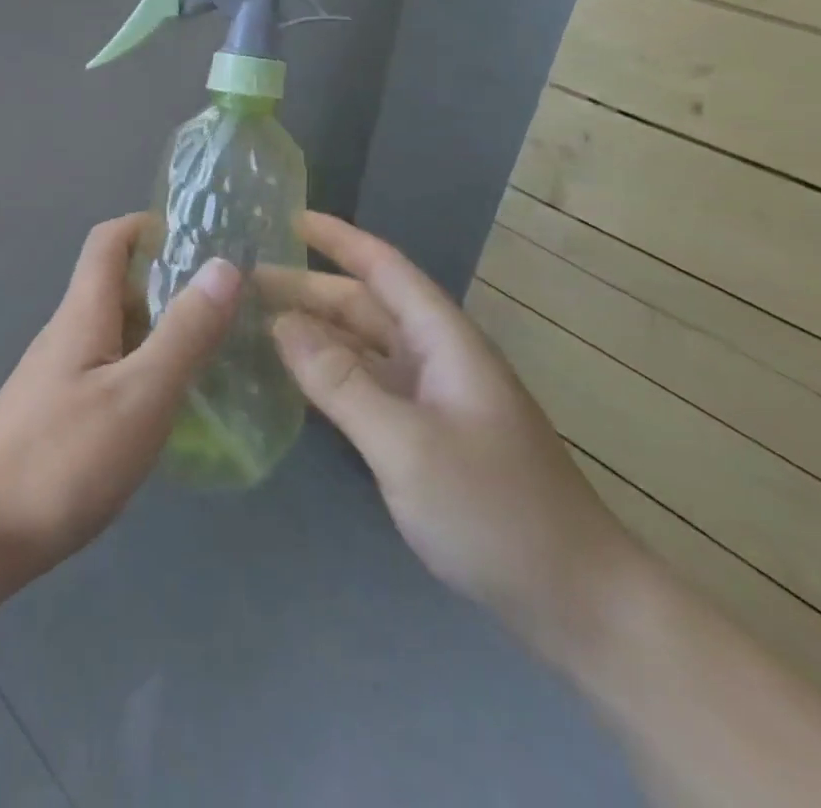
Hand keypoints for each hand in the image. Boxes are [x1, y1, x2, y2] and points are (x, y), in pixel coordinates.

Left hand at [0, 214, 239, 605]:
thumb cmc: (62, 458)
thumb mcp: (139, 394)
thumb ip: (184, 333)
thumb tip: (223, 265)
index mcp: (83, 312)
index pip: (109, 240)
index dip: (150, 225)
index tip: (201, 237)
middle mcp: (68, 333)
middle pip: (116, 283)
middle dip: (169, 280)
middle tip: (229, 301)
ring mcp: (59, 375)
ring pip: (116, 330)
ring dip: (161, 327)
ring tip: (216, 349)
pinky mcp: (57, 414)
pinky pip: (109, 369)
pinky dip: (145, 368)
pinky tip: (173, 404)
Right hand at [266, 212, 644, 662]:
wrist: (578, 602)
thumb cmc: (495, 511)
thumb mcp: (406, 444)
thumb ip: (340, 381)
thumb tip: (279, 323)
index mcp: (442, 340)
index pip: (384, 268)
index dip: (337, 238)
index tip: (286, 217)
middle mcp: (435, 357)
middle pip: (364, 305)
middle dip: (307, 288)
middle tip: (242, 284)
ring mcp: (431, 397)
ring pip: (361, 346)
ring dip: (313, 330)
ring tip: (254, 322)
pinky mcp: (425, 434)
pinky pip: (365, 385)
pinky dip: (328, 374)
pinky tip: (292, 378)